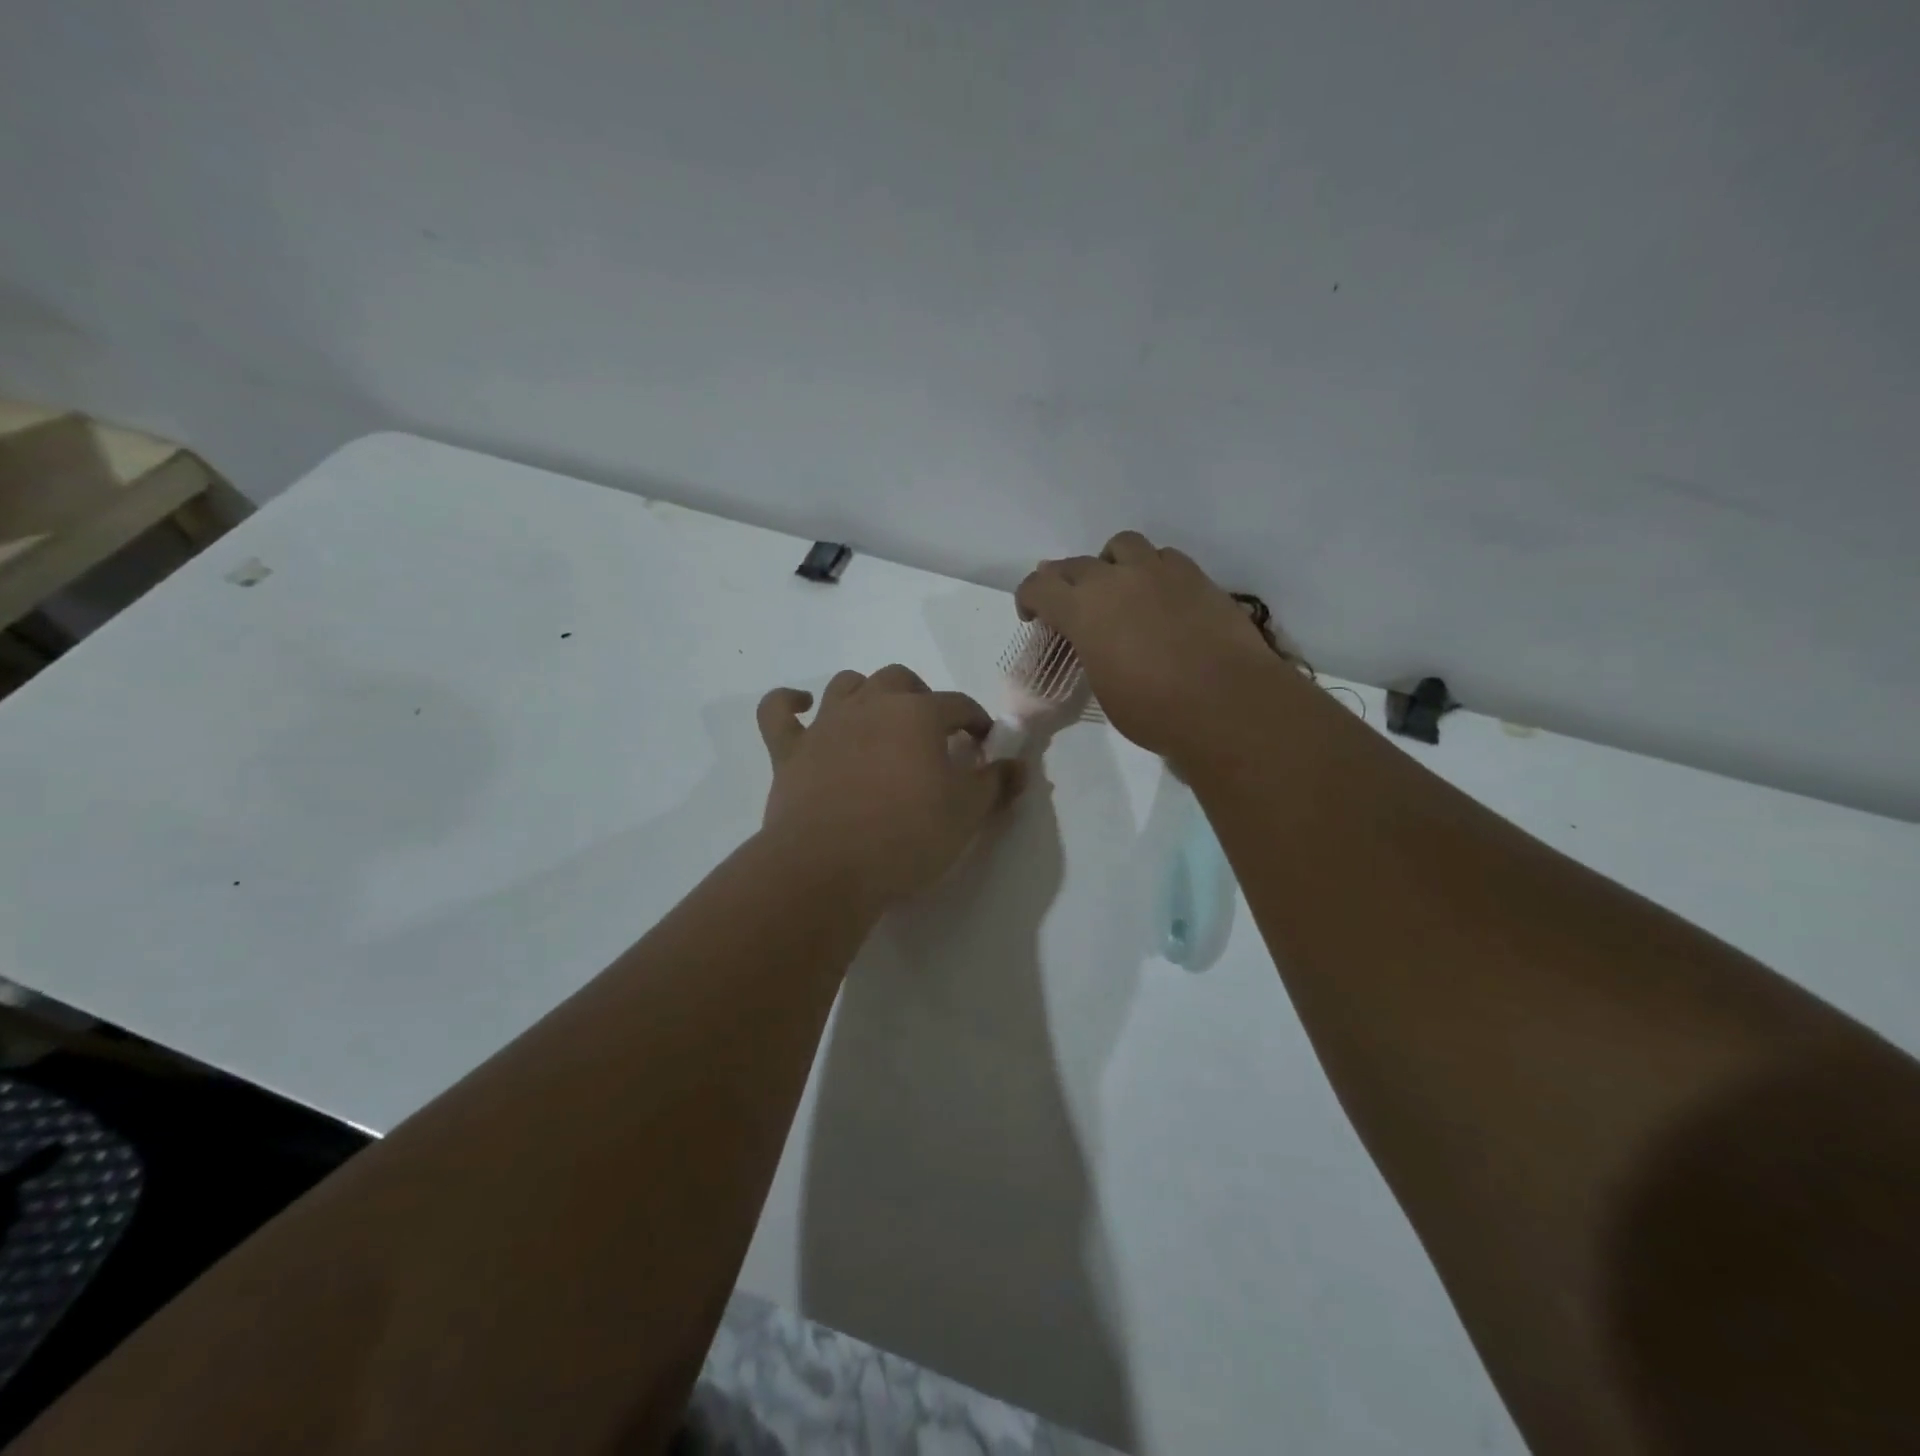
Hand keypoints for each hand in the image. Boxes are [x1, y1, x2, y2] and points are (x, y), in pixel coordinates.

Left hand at [755, 665, 1024, 908]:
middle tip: (932, 733)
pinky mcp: (788, 751)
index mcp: (918, 714)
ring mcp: (825, 724)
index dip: (977, 721)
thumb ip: (996, 783)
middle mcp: (871, 705)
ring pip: (847, 684)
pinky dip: (788, 702)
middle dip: (922, 698)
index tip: (983, 745)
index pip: (959, 704)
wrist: (827, 868)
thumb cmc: (907, 836)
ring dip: (866, 693)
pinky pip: (777, 711)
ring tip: (879, 720)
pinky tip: (802, 706)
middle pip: (901, 680)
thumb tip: (1019, 765)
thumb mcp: (967, 814)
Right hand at [1014, 530, 1295, 758]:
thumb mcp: (1103, 686)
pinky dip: (1152, 571)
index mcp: (1083, 610)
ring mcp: (1158, 571)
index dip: (1028, 598)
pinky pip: (1163, 557)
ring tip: (1119, 590)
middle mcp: (1115, 579)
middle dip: (1065, 582)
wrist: (1227, 704)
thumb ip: (1091, 651)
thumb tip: (1096, 640)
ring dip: (1111, 564)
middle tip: (1072, 606)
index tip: (1034, 617)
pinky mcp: (1196, 576)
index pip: (1038, 586)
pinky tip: (1160, 597)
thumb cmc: (1154, 711)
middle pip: (1076, 563)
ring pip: (1122, 545)